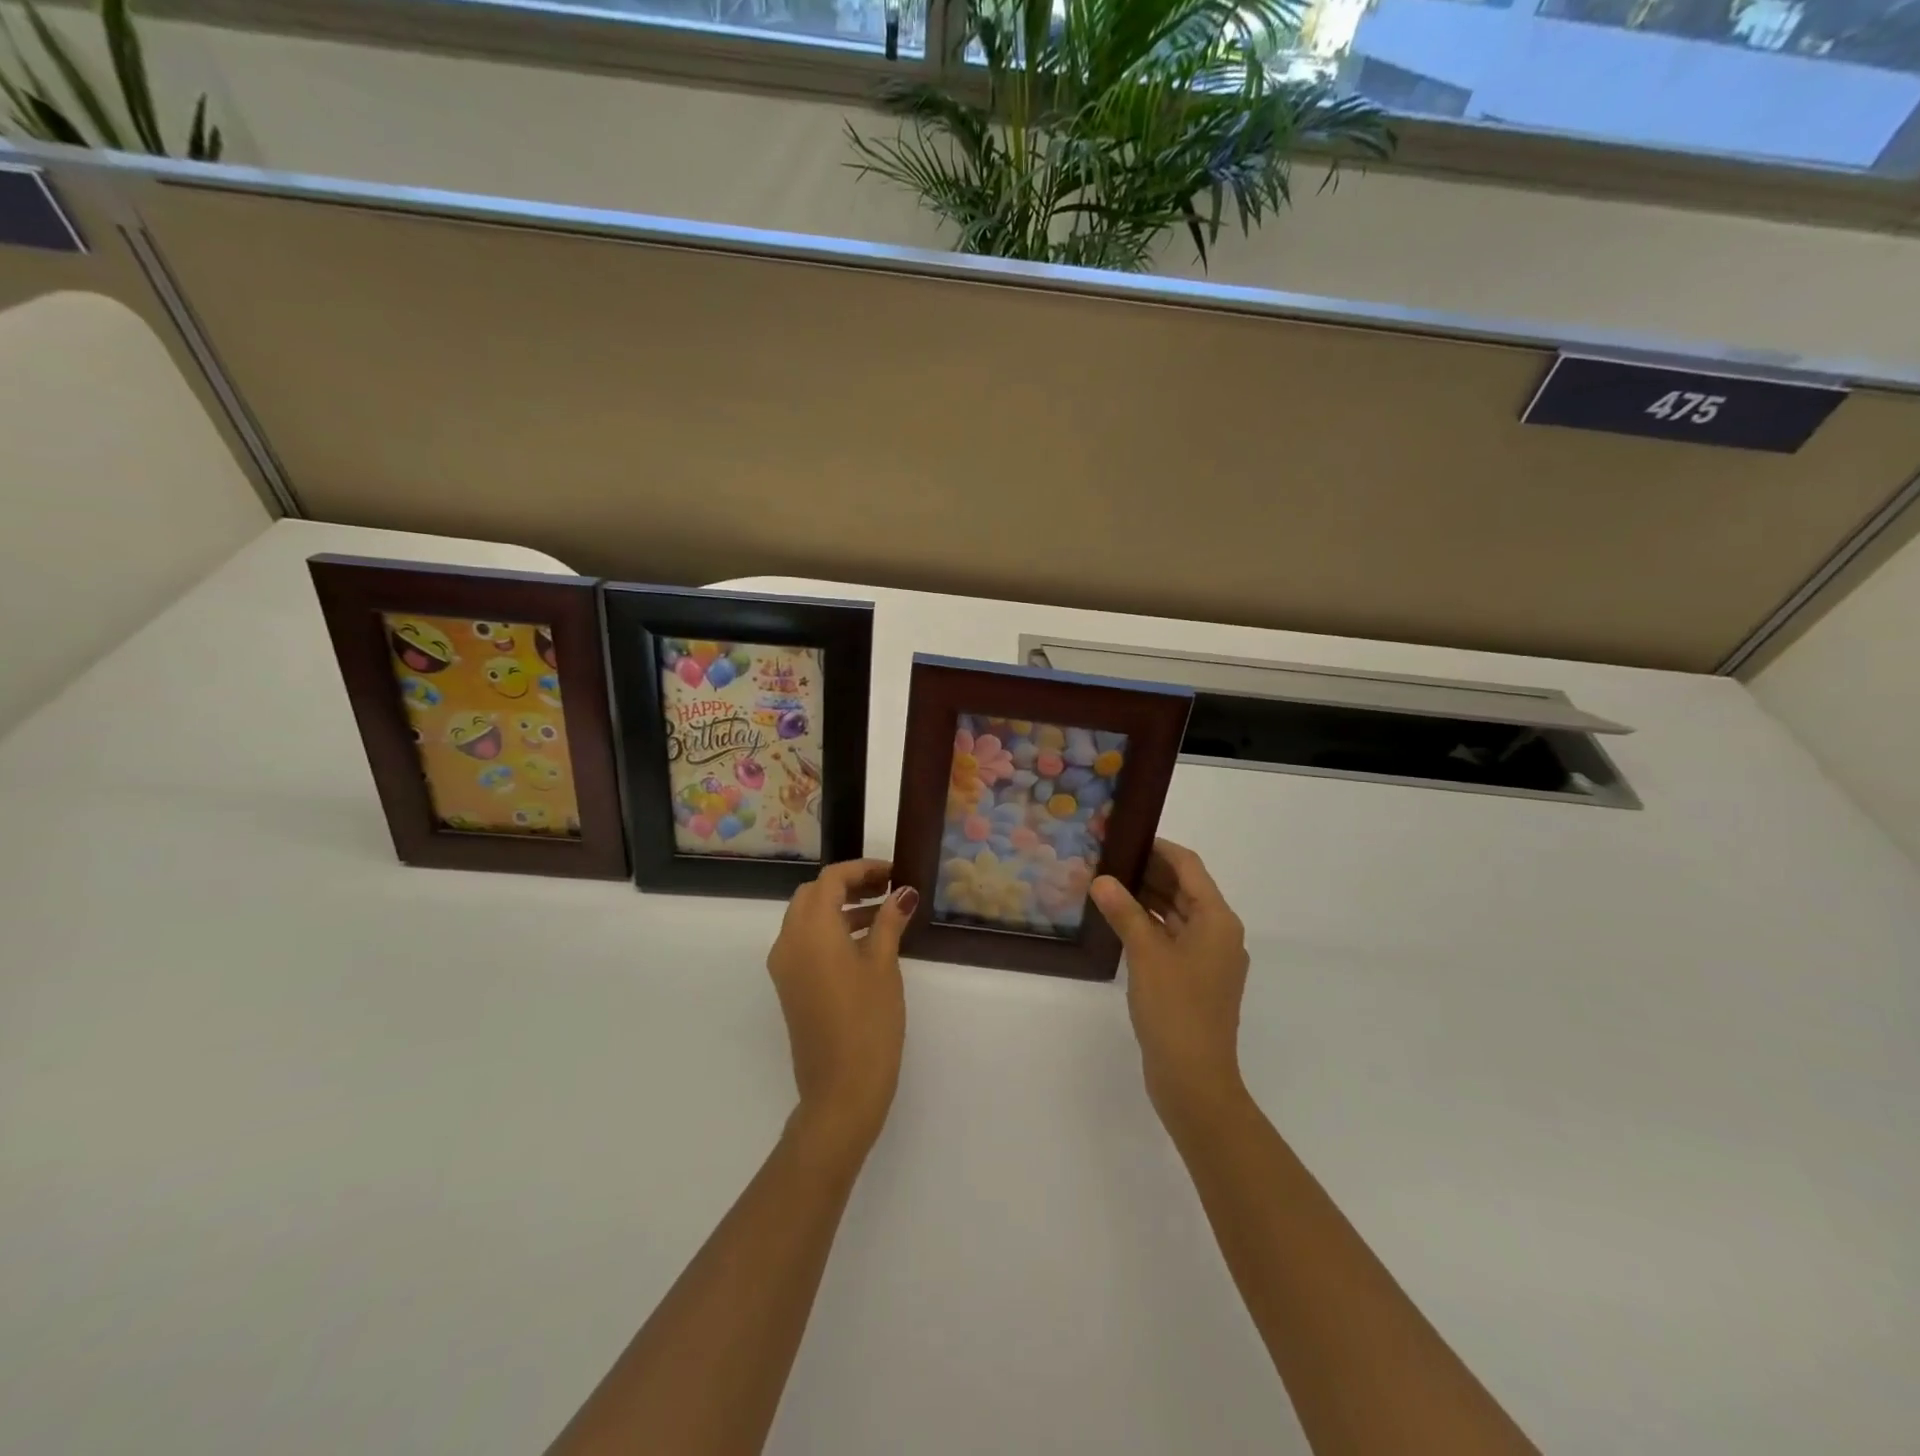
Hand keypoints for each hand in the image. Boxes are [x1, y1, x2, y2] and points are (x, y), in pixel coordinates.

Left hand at [766, 859, 915, 1155]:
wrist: (841, 1089)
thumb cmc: (868, 1021)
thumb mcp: (883, 965)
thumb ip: (889, 921)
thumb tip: (903, 892)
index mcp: (810, 929)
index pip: (831, 879)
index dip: (862, 869)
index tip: (893, 873)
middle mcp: (789, 941)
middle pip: (814, 895)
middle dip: (849, 885)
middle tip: (887, 890)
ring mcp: (785, 966)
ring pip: (808, 918)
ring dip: (841, 908)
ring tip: (885, 914)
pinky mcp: (790, 986)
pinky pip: (806, 943)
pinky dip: (832, 931)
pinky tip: (866, 943)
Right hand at [1090, 839, 1250, 1127]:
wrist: (1195, 1079)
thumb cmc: (1176, 1009)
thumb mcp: (1146, 954)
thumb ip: (1124, 912)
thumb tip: (1102, 879)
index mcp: (1217, 920)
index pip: (1188, 866)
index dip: (1158, 848)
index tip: (1124, 836)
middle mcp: (1218, 933)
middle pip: (1183, 888)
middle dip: (1148, 871)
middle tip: (1106, 858)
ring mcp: (1208, 958)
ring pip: (1175, 914)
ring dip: (1145, 898)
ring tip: (1106, 884)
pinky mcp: (1194, 979)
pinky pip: (1171, 937)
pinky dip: (1148, 925)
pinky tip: (1118, 922)